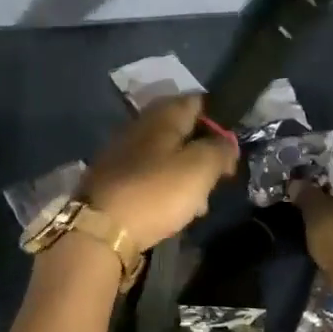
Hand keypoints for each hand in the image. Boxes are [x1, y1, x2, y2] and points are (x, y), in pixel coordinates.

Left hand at [80, 95, 238, 249]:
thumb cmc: (156, 192)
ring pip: (166, 156)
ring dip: (185, 176)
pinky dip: (164, 190)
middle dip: (202, 153)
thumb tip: (227, 142)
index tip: (232, 148)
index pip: (198, 102)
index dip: (220, 121)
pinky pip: (148, 177)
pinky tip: (172, 211)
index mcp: (162, 114)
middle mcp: (139, 125)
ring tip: (198, 204)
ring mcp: (122, 152)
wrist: (100, 229)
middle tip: (217, 179)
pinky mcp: (113, 179)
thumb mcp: (200, 168)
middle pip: (182, 131)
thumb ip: (220, 150)